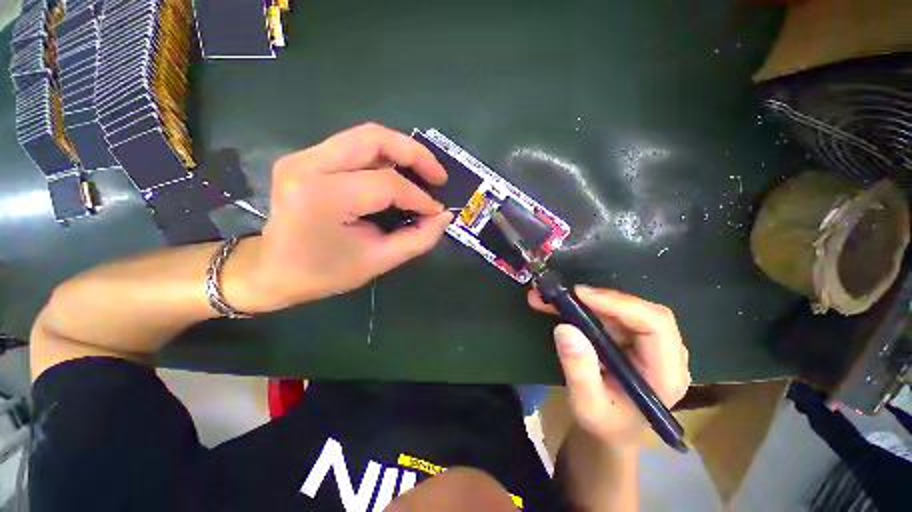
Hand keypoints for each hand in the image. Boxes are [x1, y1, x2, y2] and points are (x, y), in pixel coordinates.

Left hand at [231, 124, 453, 312]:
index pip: (386, 184)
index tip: (437, 211)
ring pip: (365, 135)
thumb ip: (419, 238)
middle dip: (416, 154)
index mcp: (324, 197)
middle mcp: (308, 165)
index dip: (419, 197)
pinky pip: (354, 145)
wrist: (273, 270)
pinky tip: (399, 172)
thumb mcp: (379, 261)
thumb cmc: (325, 273)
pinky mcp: (305, 157)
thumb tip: (444, 216)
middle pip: (374, 138)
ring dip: (402, 150)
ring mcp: (303, 156)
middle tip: (438, 176)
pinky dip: (384, 156)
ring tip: (424, 172)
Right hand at [529, 286, 690, 449]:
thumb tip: (565, 328)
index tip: (580, 295)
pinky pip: (607, 313)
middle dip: (599, 299)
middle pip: (639, 310)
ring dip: (584, 301)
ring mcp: (647, 343)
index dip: (619, 304)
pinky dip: (581, 306)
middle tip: (563, 295)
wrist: (609, 431)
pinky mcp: (630, 338)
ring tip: (550, 298)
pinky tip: (557, 305)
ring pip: (620, 308)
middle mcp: (664, 353)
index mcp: (665, 374)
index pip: (655, 325)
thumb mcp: (587, 406)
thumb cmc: (604, 425)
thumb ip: (579, 371)